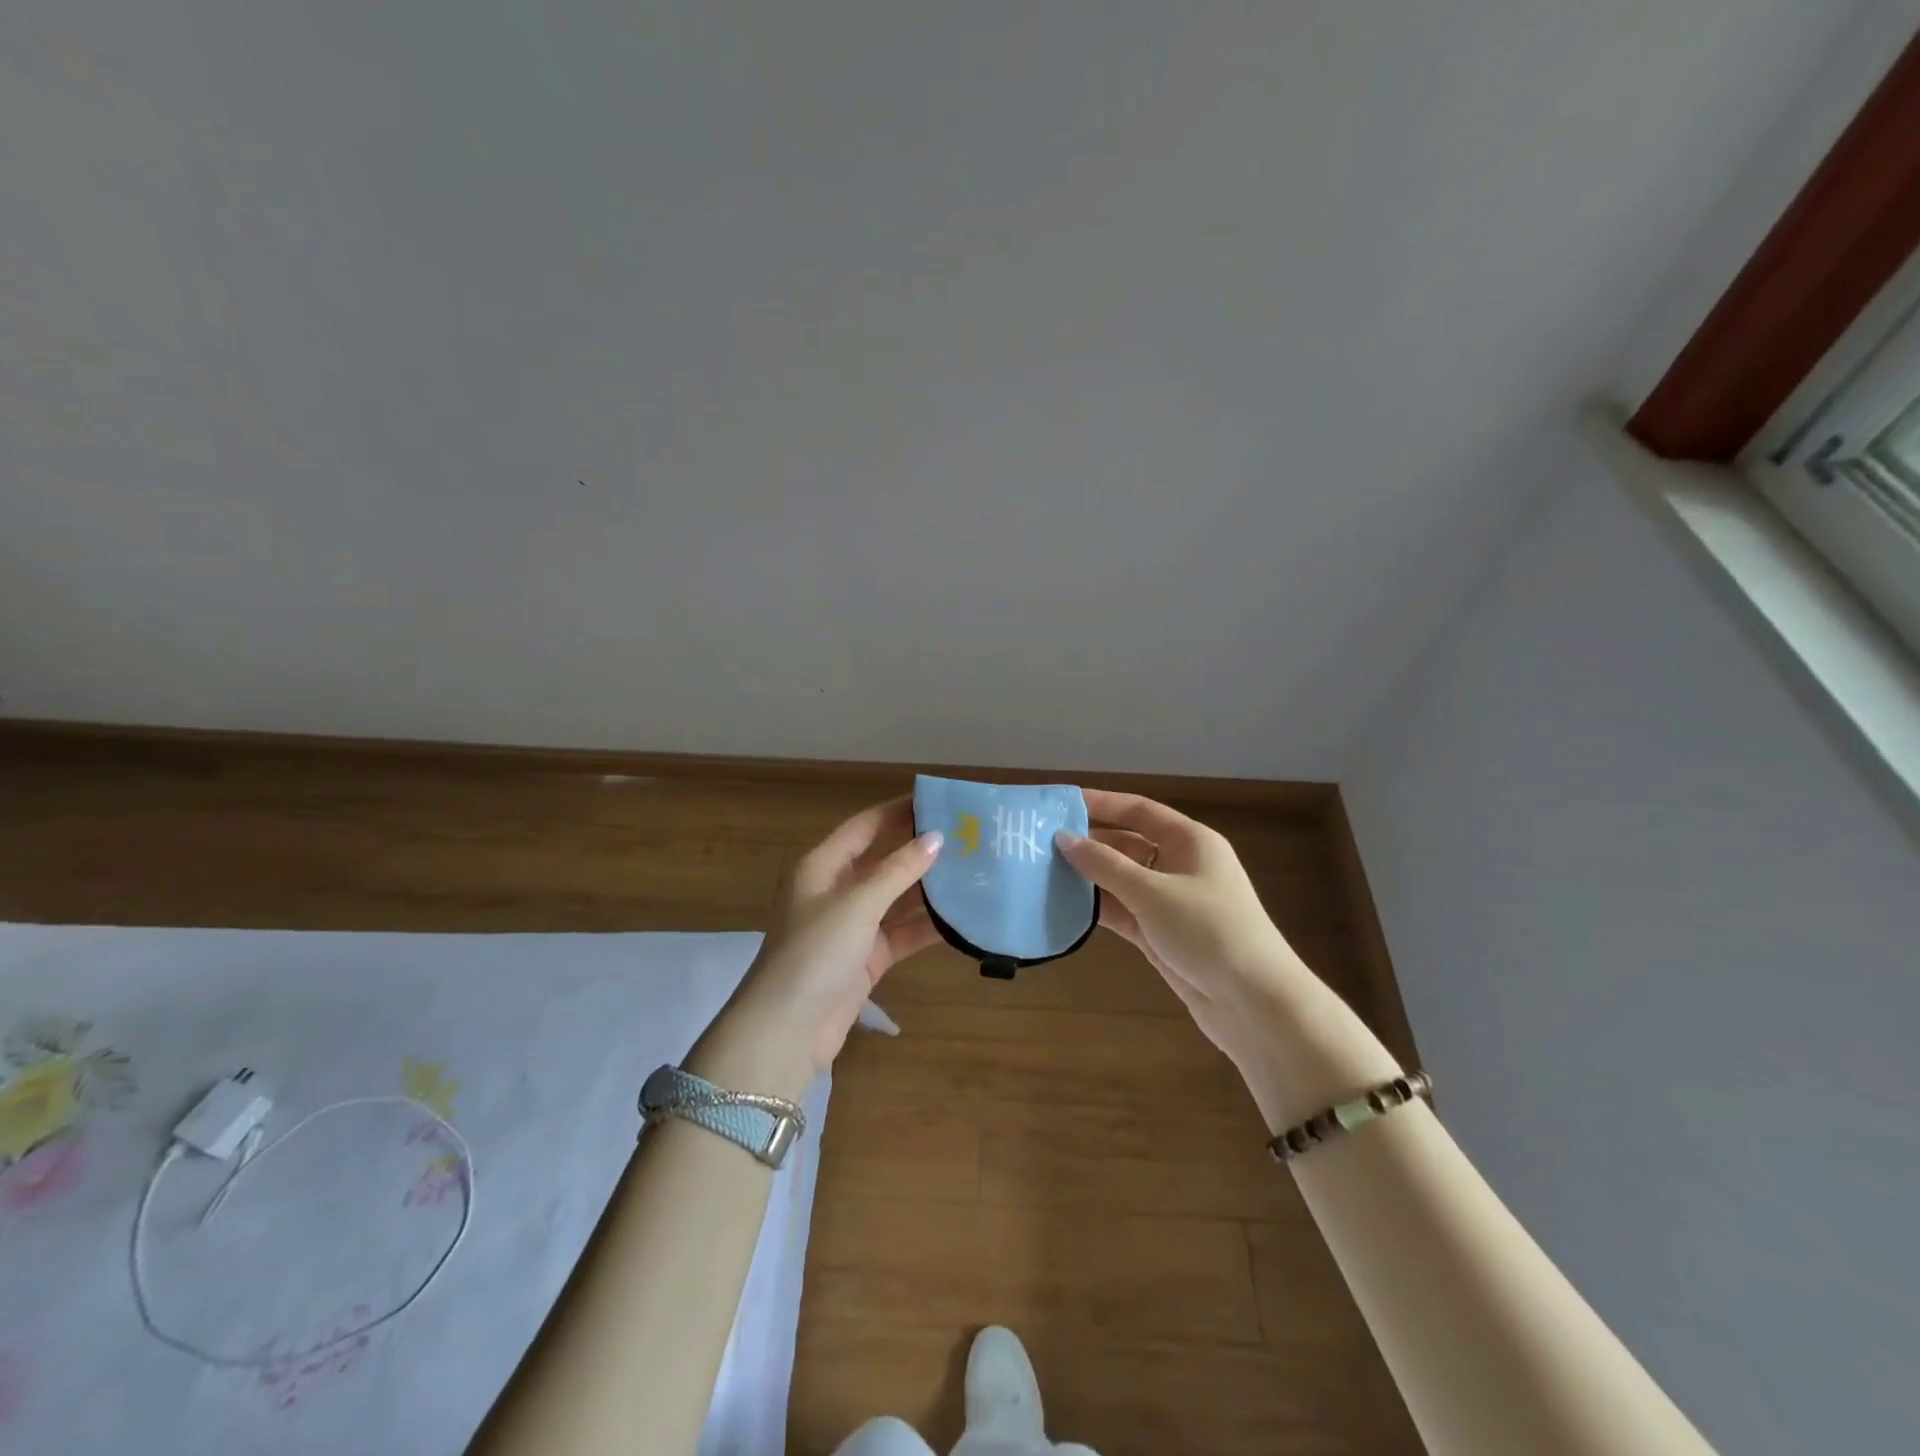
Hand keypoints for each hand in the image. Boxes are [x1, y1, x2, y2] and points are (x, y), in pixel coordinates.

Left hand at [702, 799, 941, 1090]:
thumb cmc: (815, 952)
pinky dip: (928, 927)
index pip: (865, 827)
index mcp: (822, 867)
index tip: (937, 801)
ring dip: (930, 889)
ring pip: (898, 899)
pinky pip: (903, 933)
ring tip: (975, 873)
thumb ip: (898, 870)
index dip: (897, 811)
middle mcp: (837, 890)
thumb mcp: (857, 904)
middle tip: (966, 838)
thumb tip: (936, 837)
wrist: (787, 1030)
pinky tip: (963, 918)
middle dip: (921, 851)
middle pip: (884, 861)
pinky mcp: (867, 958)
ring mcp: (853, 926)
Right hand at [1056, 791, 1298, 1072]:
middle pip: (1127, 844)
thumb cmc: (1208, 931)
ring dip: (1089, 877)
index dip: (1100, 803)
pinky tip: (1064, 905)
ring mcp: (1170, 901)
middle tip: (1040, 842)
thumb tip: (1063, 838)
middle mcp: (1180, 864)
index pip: (1138, 810)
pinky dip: (1098, 907)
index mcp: (1189, 841)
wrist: (1254, 1003)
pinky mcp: (1161, 933)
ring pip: (1121, 879)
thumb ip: (1105, 865)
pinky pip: (1123, 910)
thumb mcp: (1152, 892)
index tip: (1060, 803)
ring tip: (1042, 871)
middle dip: (1088, 843)